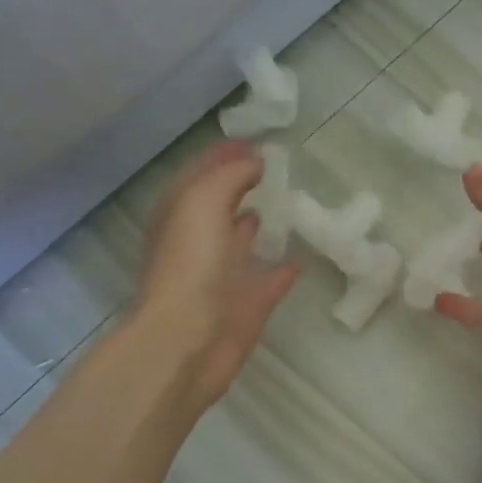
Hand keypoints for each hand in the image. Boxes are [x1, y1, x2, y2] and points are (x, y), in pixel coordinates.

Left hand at [133, 140, 298, 410]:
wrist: (187, 342)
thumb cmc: (190, 266)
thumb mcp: (203, 202)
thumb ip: (229, 176)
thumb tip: (254, 161)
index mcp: (180, 216)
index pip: (201, 174)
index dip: (224, 155)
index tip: (257, 140)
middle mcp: (197, 243)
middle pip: (219, 206)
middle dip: (240, 186)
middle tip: (274, 169)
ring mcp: (220, 277)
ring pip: (239, 243)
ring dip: (254, 225)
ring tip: (283, 205)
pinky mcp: (245, 307)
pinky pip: (268, 282)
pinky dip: (282, 270)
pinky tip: (301, 259)